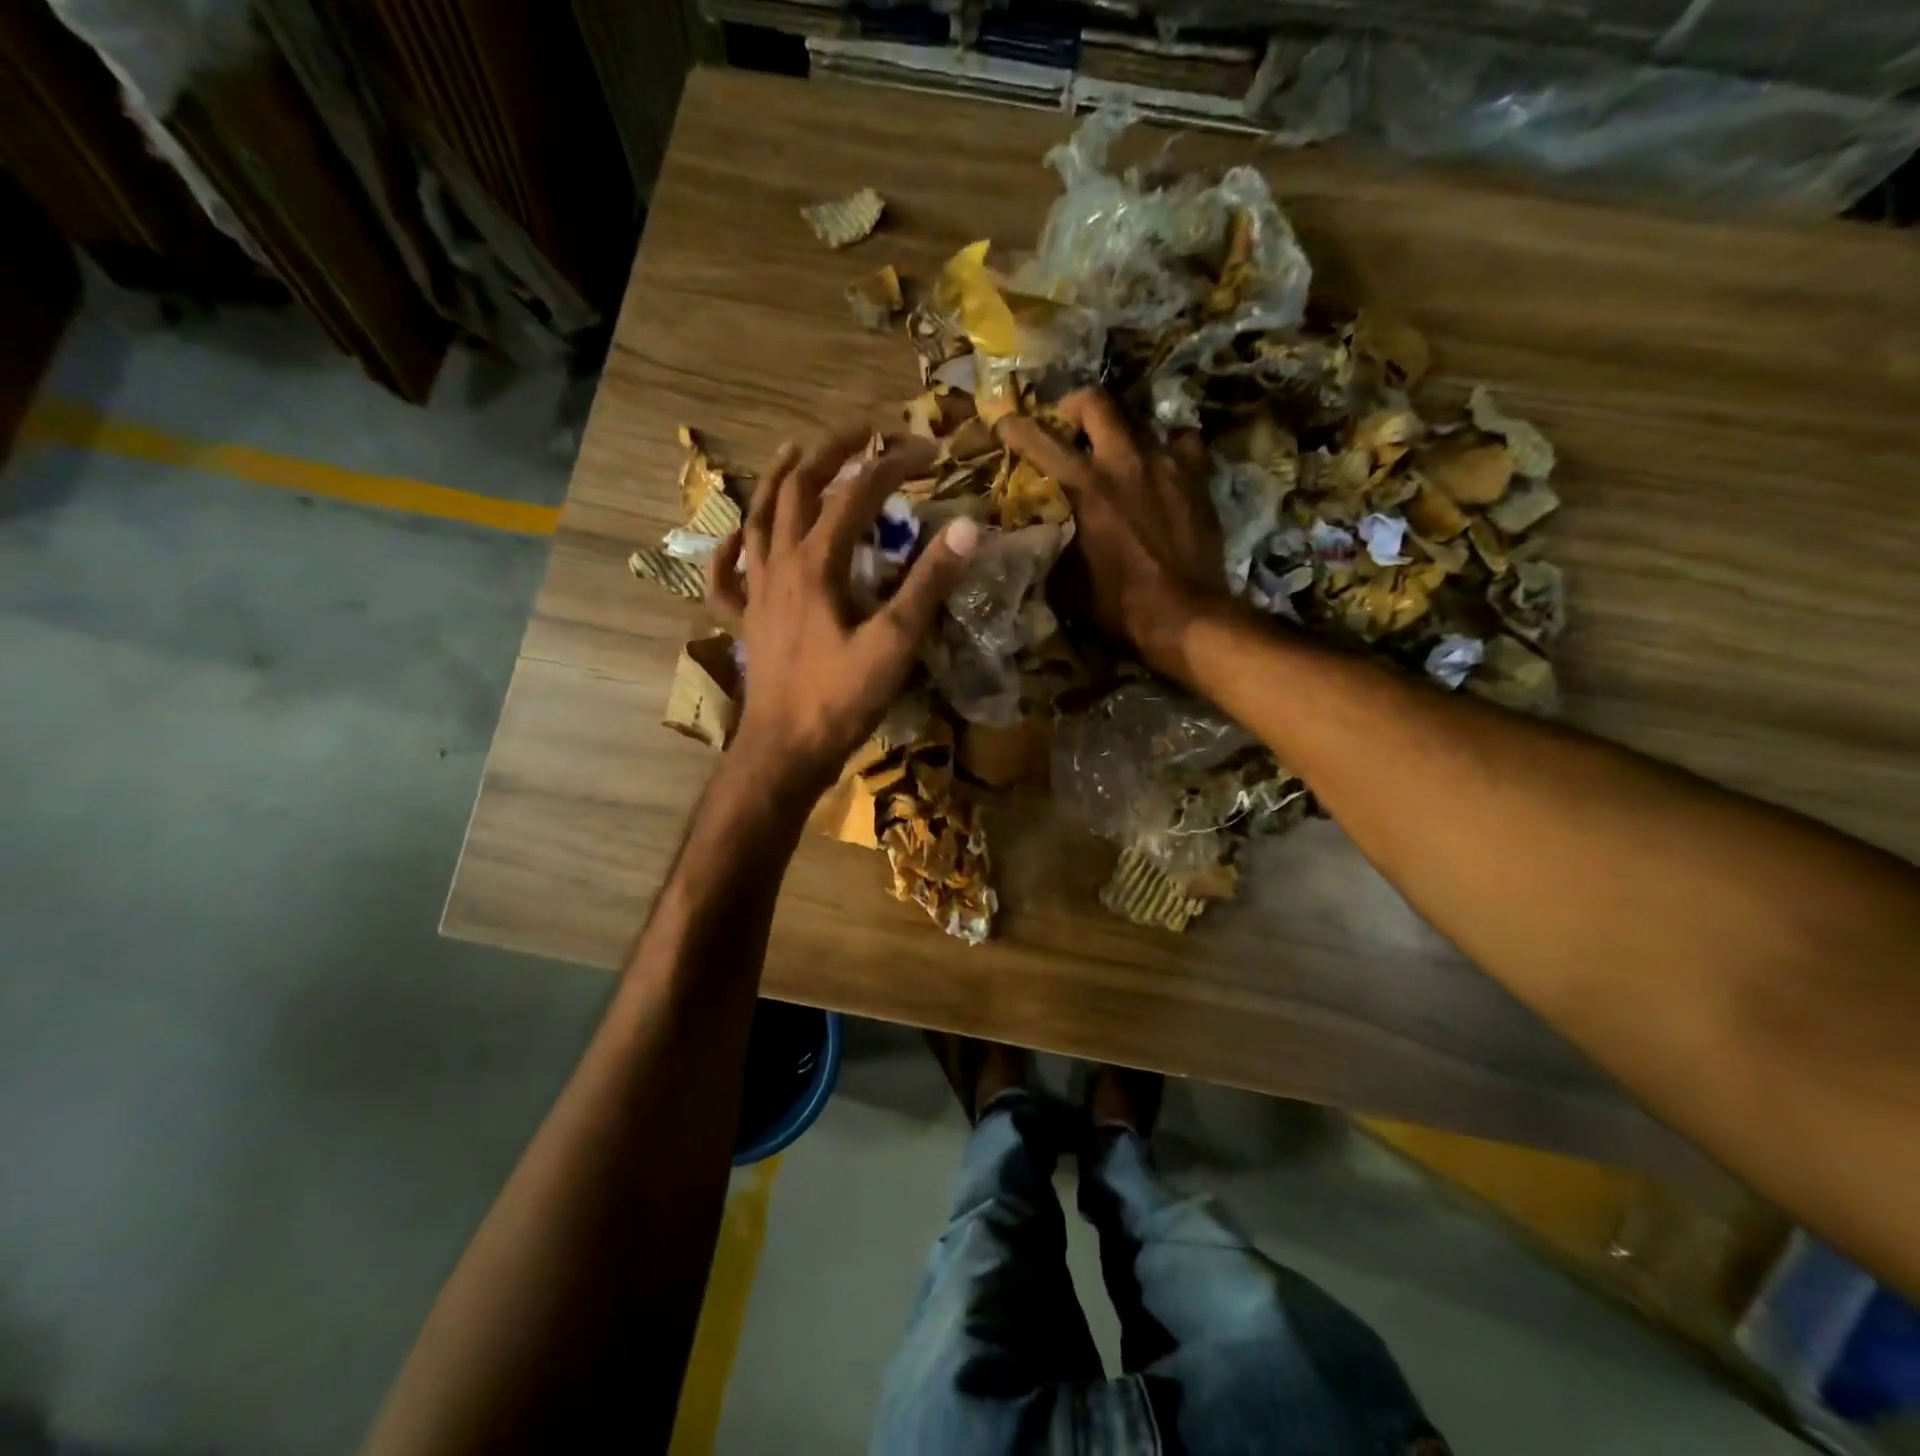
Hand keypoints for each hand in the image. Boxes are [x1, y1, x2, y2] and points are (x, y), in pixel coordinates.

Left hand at [708, 430, 978, 799]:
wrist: (786, 750)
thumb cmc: (842, 699)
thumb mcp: (895, 642)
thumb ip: (929, 583)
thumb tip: (968, 527)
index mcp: (817, 565)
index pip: (856, 495)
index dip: (893, 465)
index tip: (929, 452)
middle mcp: (780, 565)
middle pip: (798, 491)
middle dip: (830, 453)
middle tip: (860, 433)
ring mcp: (756, 592)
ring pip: (757, 520)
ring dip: (776, 481)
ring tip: (793, 452)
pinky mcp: (746, 622)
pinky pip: (725, 578)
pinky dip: (728, 551)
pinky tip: (735, 538)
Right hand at [999, 389, 1229, 683]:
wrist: (1184, 616)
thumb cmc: (1117, 605)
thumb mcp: (1065, 579)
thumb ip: (1049, 542)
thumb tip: (1036, 529)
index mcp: (1084, 487)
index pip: (1040, 441)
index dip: (1016, 426)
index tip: (1004, 422)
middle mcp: (1124, 462)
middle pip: (1096, 403)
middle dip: (1074, 406)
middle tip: (1068, 423)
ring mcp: (1165, 464)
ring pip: (1138, 421)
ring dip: (1120, 433)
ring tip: (1115, 453)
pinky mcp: (1196, 477)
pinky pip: (1181, 443)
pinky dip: (1167, 449)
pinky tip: (1162, 467)